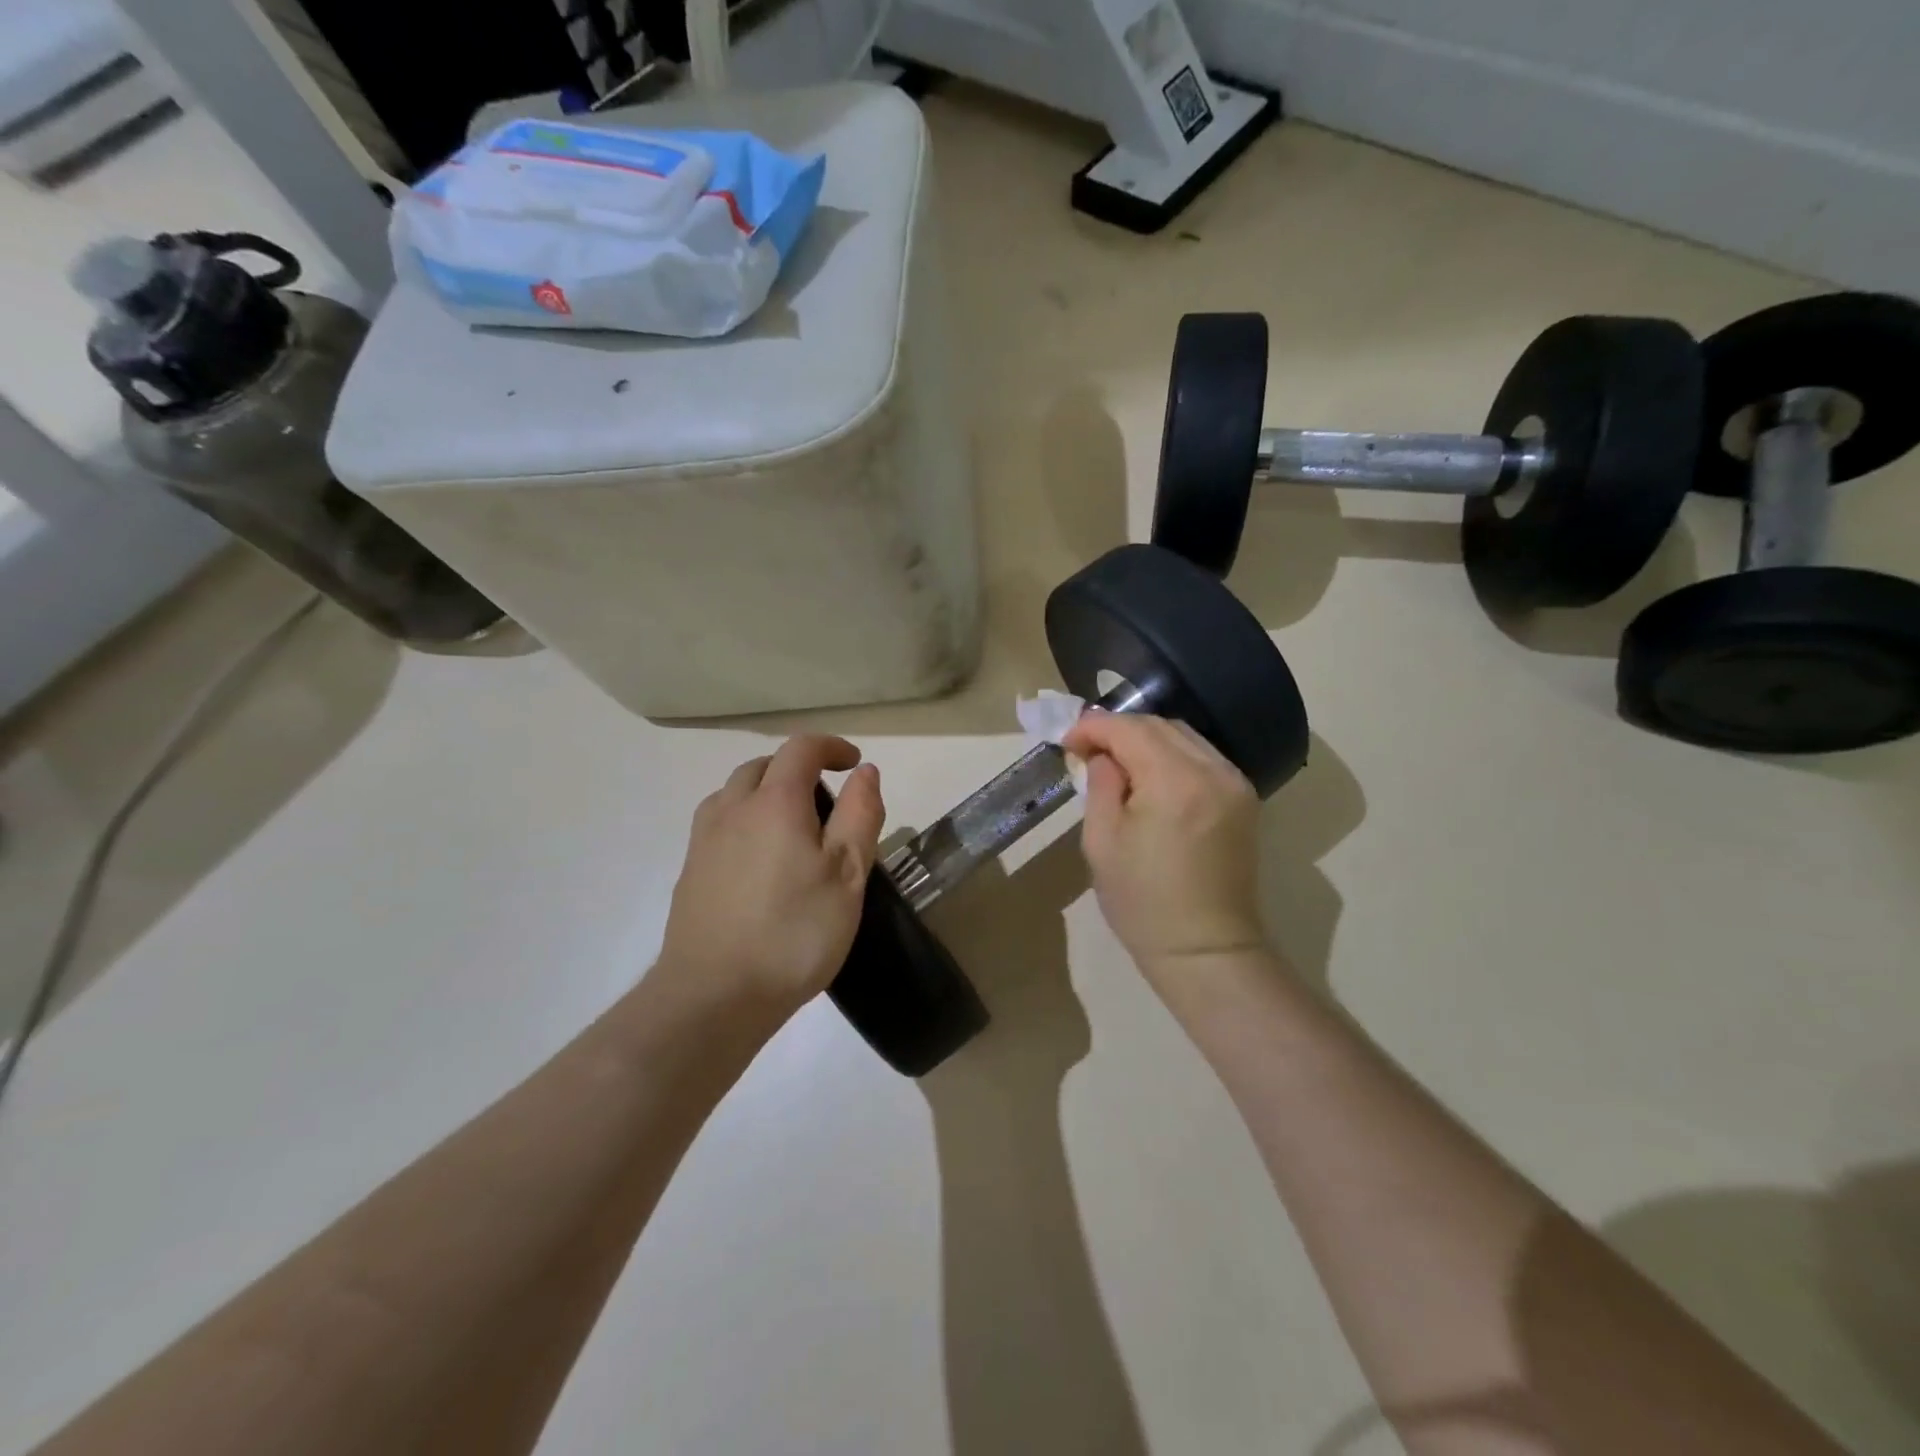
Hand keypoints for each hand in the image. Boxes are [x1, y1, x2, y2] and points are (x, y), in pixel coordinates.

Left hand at [658, 735, 883, 1020]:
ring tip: (791, 825)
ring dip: (766, 791)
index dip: (831, 747)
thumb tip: (864, 772)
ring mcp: (704, 840)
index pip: (801, 749)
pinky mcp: (689, 871)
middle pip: (764, 766)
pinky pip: (718, 823)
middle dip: (797, 768)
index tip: (854, 763)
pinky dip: (744, 820)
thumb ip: (860, 815)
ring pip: (734, 793)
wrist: (713, 996)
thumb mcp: (848, 874)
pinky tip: (758, 859)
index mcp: (775, 802)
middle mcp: (732, 808)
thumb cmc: (794, 933)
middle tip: (827, 799)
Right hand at [1062, 712, 1264, 982]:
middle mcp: (1213, 770)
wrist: (1206, 950)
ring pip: (1184, 736)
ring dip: (1146, 739)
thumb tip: (1100, 755)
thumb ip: (1100, 784)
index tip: (1067, 740)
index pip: (1129, 729)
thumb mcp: (1102, 841)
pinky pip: (1202, 757)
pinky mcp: (1244, 798)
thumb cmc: (1142, 902)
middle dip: (1119, 729)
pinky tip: (1149, 775)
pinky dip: (1171, 755)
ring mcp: (1235, 783)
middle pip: (1160, 725)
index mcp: (1175, 781)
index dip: (1093, 726)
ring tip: (1115, 761)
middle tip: (1086, 750)